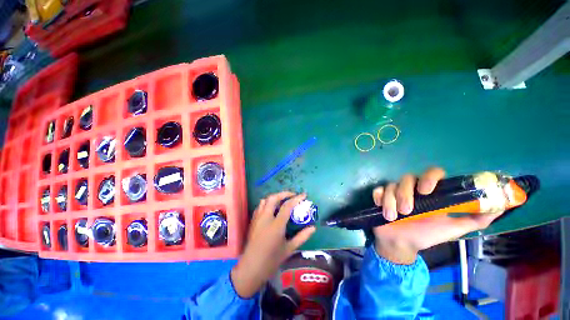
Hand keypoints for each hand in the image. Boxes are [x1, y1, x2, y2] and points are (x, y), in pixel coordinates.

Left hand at [231, 192, 315, 297]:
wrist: (251, 268)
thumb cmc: (271, 260)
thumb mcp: (289, 249)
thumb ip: (302, 237)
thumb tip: (313, 228)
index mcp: (276, 225)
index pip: (287, 206)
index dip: (296, 198)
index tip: (304, 195)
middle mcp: (265, 218)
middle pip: (273, 198)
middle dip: (284, 193)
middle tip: (292, 195)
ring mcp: (257, 218)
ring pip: (265, 200)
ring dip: (275, 197)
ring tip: (283, 201)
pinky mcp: (253, 221)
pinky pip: (260, 206)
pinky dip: (267, 203)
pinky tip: (272, 209)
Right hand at [372, 167, 503, 263]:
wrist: (401, 244)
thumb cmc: (426, 235)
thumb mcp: (452, 229)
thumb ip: (474, 219)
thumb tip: (498, 207)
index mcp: (430, 193)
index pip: (432, 173)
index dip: (429, 177)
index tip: (427, 190)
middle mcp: (411, 189)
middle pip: (407, 178)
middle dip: (405, 193)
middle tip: (408, 211)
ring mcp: (394, 192)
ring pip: (391, 185)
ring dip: (391, 201)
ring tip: (393, 216)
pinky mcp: (380, 197)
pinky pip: (378, 190)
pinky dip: (379, 198)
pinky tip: (381, 208)